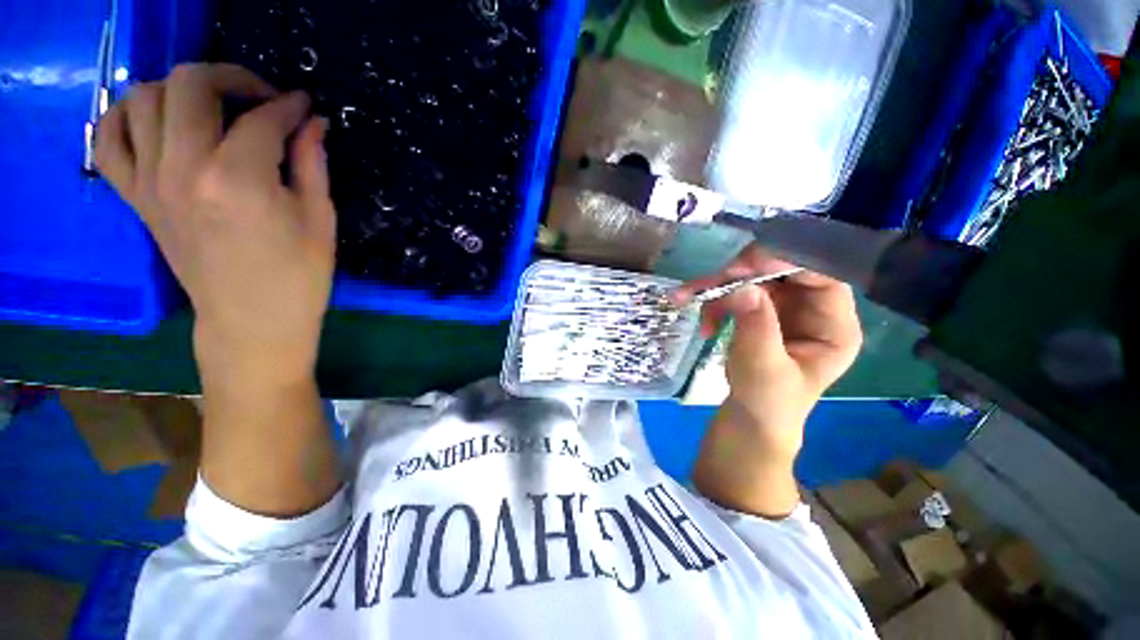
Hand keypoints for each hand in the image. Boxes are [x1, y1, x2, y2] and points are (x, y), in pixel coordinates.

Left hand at [94, 64, 334, 392]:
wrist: (252, 321)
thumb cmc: (299, 276)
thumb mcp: (320, 220)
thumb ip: (313, 164)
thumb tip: (312, 122)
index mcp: (239, 179)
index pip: (262, 118)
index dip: (288, 105)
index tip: (304, 105)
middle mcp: (183, 168)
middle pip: (190, 85)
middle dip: (231, 77)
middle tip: (259, 97)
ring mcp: (150, 181)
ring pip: (144, 97)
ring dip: (180, 89)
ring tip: (211, 107)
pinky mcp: (135, 196)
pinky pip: (108, 138)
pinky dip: (124, 115)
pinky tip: (154, 119)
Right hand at [673, 244, 861, 453]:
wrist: (747, 420)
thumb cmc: (766, 402)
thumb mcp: (763, 369)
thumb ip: (757, 327)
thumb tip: (743, 287)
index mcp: (834, 327)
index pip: (824, 278)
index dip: (790, 262)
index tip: (748, 264)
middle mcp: (812, 310)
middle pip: (784, 272)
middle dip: (746, 273)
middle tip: (714, 280)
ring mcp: (784, 309)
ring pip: (754, 279)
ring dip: (720, 287)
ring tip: (690, 299)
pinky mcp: (759, 312)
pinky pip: (736, 293)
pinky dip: (714, 301)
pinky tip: (704, 323)